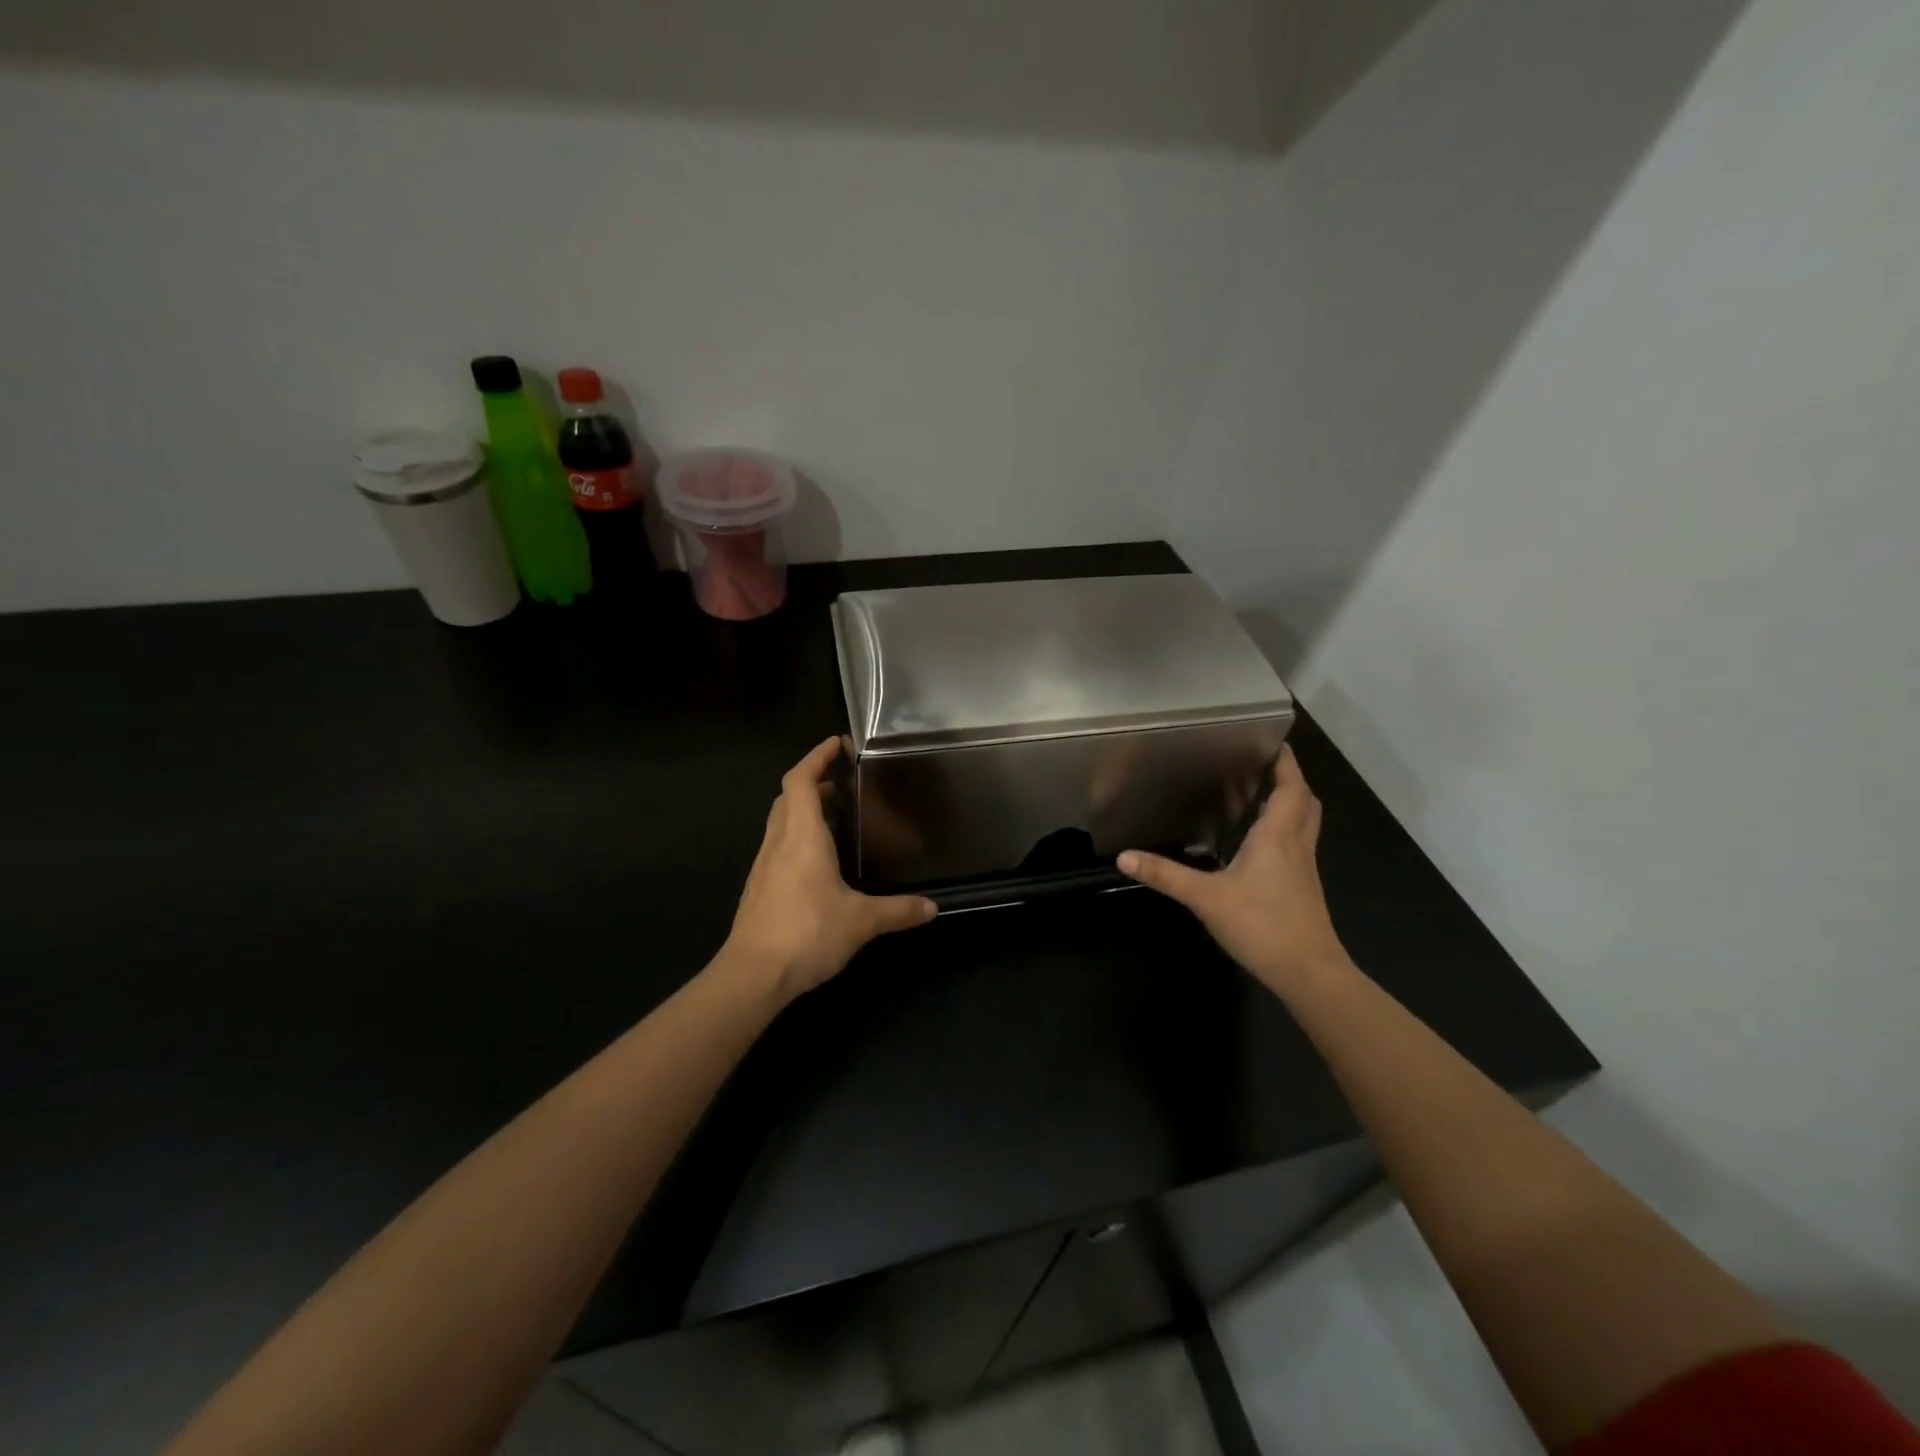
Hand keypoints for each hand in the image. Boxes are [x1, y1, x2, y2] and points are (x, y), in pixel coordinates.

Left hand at [723, 738, 936, 1001]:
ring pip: (780, 821)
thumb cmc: (807, 933)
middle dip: (812, 782)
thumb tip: (933, 908)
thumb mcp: (861, 921)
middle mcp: (779, 842)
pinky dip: (796, 836)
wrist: (752, 975)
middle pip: (788, 797)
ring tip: (833, 815)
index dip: (816, 757)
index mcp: (802, 836)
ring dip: (802, 809)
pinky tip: (817, 861)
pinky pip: (778, 846)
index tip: (836, 744)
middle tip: (841, 782)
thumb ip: (898, 910)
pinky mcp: (759, 888)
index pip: (801, 780)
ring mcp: (764, 866)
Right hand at [1119, 746, 1349, 996]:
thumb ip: (1165, 875)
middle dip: (1289, 779)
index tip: (1273, 741)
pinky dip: (1285, 830)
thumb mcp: (1205, 898)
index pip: (1291, 786)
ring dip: (1290, 803)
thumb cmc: (1261, 925)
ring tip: (1261, 794)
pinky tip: (1260, 842)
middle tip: (1263, 766)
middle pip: (1304, 800)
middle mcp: (1296, 844)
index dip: (1286, 762)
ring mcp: (1304, 867)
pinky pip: (1298, 844)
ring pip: (1305, 822)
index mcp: (1277, 835)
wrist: (1308, 972)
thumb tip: (1124, 857)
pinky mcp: (1303, 887)